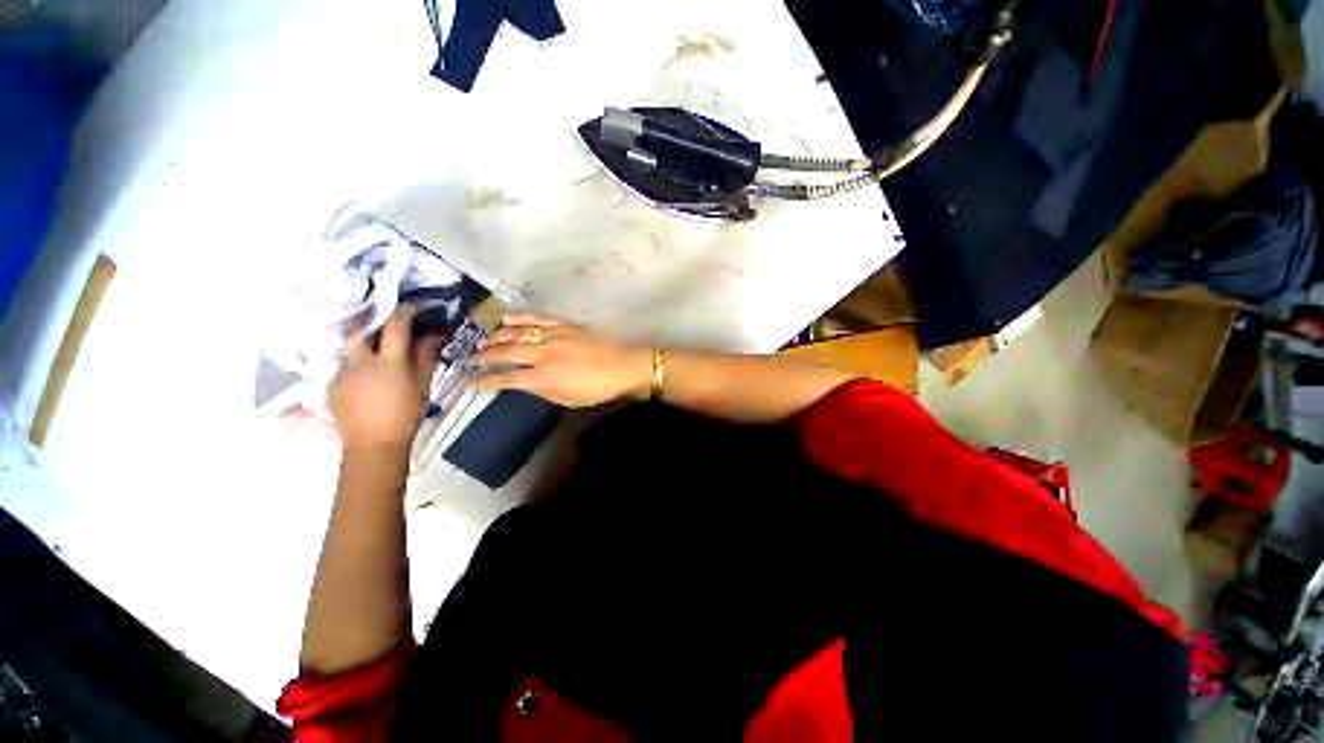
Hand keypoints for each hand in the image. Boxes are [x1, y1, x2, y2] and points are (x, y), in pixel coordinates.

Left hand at [329, 305, 440, 453]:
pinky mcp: (330, 386)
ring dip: (365, 350)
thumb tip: (432, 336)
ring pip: (351, 351)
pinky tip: (366, 382)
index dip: (405, 312)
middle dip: (372, 326)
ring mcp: (341, 373)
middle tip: (386, 329)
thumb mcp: (421, 386)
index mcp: (388, 363)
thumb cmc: (405, 415)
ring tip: (377, 361)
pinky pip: (344, 368)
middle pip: (360, 332)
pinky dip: (356, 368)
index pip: (396, 327)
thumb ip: (425, 358)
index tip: (413, 308)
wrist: (373, 445)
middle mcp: (359, 363)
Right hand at [472, 313, 650, 406]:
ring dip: (497, 336)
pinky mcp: (564, 325)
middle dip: (485, 356)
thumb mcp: (569, 400)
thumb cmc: (598, 388)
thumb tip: (523, 384)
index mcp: (545, 376)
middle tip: (470, 358)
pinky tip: (505, 318)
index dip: (488, 380)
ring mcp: (554, 336)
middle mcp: (544, 353)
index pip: (508, 378)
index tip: (473, 380)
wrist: (623, 366)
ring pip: (518, 333)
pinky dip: (519, 317)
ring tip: (483, 340)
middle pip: (507, 352)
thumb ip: (543, 391)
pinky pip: (537, 318)